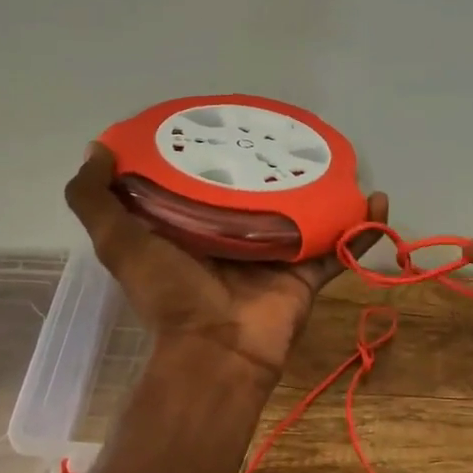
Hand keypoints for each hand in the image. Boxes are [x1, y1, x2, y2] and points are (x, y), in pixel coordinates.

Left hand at [66, 144, 388, 385]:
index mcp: (194, 227)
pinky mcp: (307, 275)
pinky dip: (362, 227)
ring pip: (307, 215)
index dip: (216, 150)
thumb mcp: (119, 241)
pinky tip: (377, 199)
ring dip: (328, 190)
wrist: (215, 353)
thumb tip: (97, 149)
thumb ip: (95, 200)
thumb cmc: (169, 293)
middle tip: (294, 133)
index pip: (207, 180)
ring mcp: (276, 256)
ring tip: (342, 158)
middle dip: (278, 165)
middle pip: (263, 193)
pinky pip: (340, 246)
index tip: (231, 119)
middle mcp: (237, 237)